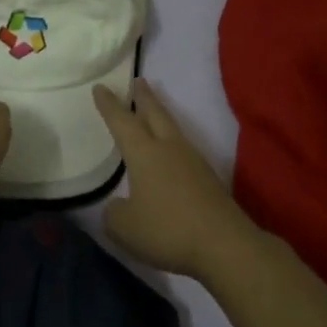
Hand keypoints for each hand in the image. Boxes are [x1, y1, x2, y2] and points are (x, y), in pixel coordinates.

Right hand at [93, 79, 261, 280]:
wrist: (224, 245)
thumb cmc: (167, 229)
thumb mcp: (124, 226)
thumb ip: (114, 213)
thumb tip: (119, 206)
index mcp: (144, 153)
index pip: (122, 122)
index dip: (109, 105)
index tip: (101, 87)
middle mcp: (169, 149)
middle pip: (155, 115)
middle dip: (144, 98)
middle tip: (138, 81)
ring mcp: (193, 162)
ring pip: (173, 130)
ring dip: (161, 117)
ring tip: (152, 112)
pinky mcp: (208, 180)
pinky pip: (184, 151)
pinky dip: (172, 143)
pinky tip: (169, 155)